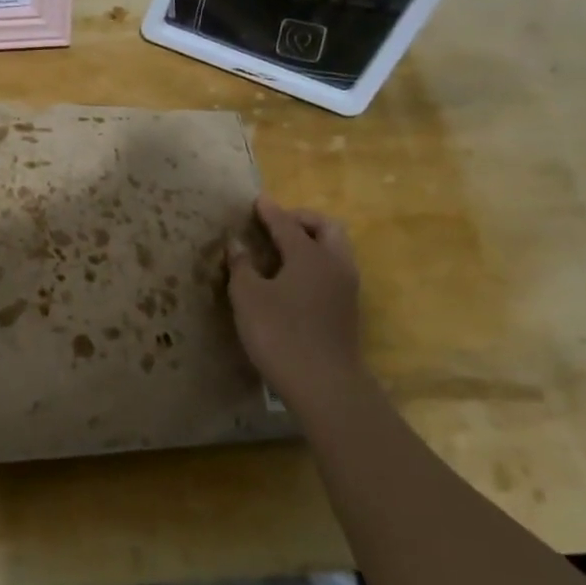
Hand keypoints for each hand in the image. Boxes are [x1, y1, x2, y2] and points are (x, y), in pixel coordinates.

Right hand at [226, 195, 364, 403]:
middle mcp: (334, 264)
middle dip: (302, 219)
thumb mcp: (248, 297)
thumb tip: (237, 244)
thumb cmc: (279, 334)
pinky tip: (294, 277)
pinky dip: (317, 261)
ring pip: (335, 249)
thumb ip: (242, 266)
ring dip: (313, 241)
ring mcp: (346, 287)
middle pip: (326, 228)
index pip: (287, 224)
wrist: (324, 383)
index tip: (257, 200)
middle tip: (277, 224)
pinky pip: (334, 269)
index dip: (270, 211)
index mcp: (309, 255)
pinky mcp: (348, 308)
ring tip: (284, 249)